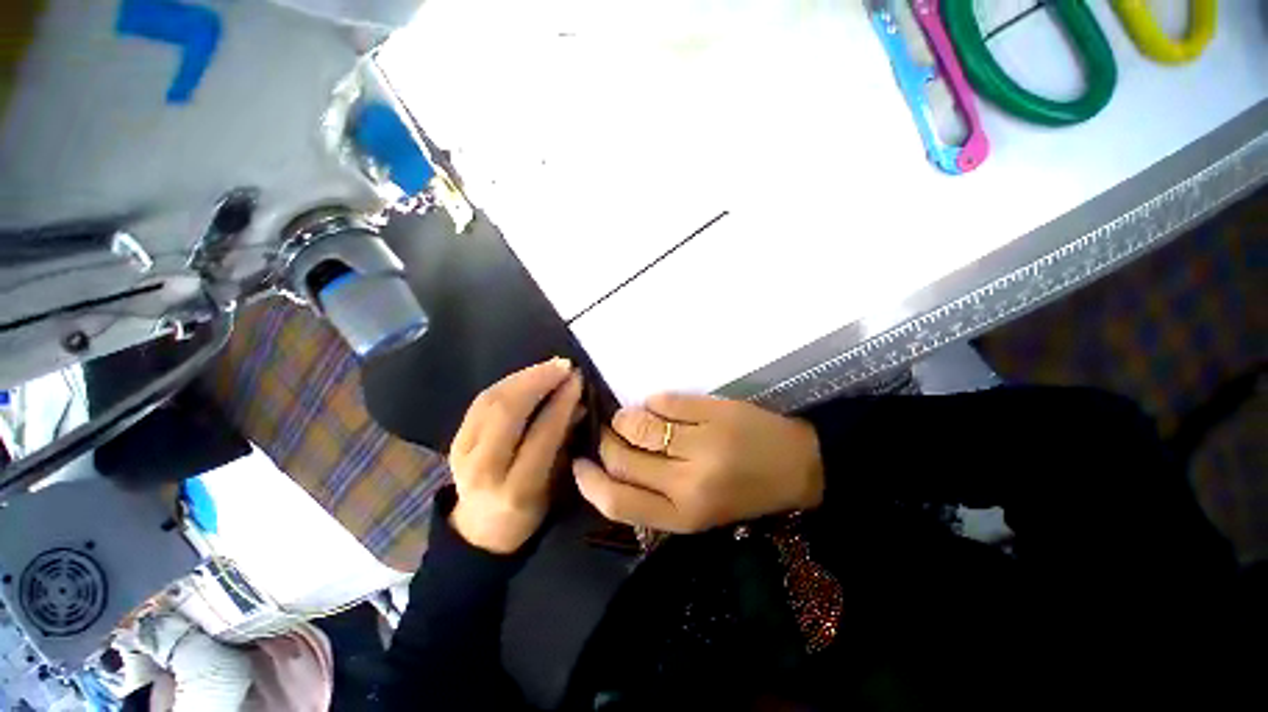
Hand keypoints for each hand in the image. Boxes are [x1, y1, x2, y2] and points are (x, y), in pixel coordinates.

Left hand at [448, 358, 583, 552]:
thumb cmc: (530, 510)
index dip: (561, 403)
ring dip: (524, 376)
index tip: (578, 380)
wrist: (480, 530)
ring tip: (550, 366)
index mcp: (517, 489)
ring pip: (490, 401)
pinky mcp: (454, 440)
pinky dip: (508, 383)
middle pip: (507, 412)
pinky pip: (481, 401)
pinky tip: (528, 375)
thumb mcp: (557, 484)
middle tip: (564, 366)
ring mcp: (462, 453)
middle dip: (539, 381)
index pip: (541, 435)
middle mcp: (484, 470)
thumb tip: (578, 403)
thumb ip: (566, 442)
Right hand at [572, 393, 823, 532]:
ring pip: (638, 425)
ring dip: (625, 417)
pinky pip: (663, 401)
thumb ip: (655, 497)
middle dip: (606, 441)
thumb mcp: (698, 513)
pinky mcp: (713, 412)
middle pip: (621, 458)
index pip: (617, 501)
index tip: (579, 464)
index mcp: (683, 516)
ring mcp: (702, 444)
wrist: (797, 468)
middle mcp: (688, 484)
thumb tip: (611, 467)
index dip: (589, 482)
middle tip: (609, 433)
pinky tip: (660, 407)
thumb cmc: (744, 493)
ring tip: (631, 418)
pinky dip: (653, 402)